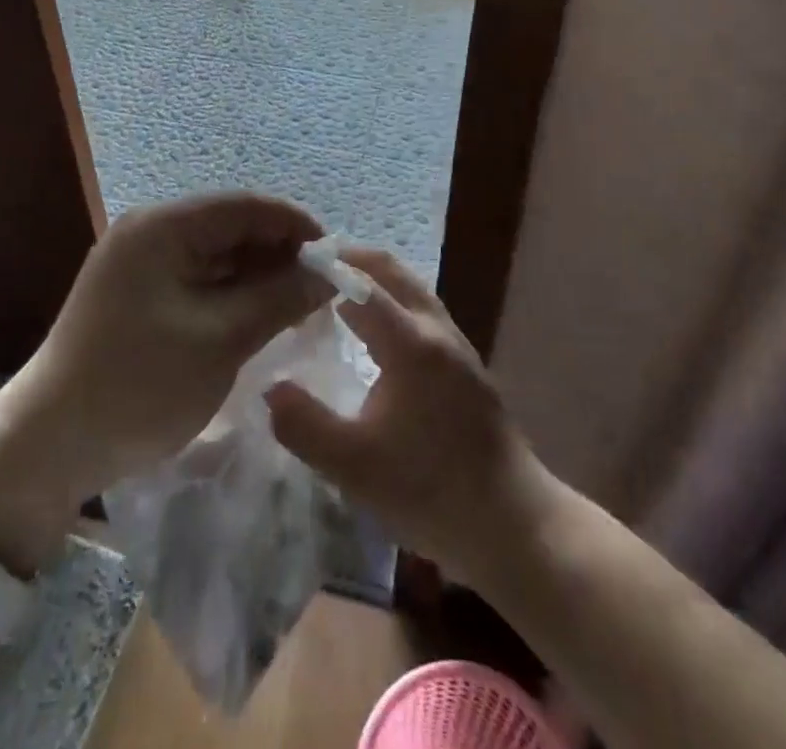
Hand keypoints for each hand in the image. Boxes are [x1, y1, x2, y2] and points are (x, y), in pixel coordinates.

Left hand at [0, 192, 328, 573]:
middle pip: (232, 227)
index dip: (295, 225)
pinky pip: (199, 279)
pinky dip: (233, 294)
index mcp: (163, 227)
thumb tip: (329, 274)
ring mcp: (142, 263)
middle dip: (280, 253)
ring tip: (302, 307)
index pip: (245, 205)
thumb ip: (278, 298)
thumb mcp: (219, 340)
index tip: (337, 258)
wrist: (50, 444)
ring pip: (218, 255)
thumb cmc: (139, 384)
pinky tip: (262, 317)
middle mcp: (151, 232)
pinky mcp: (140, 293)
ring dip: (259, 276)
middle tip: (324, 290)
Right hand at [265, 248, 545, 583]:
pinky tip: (374, 332)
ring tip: (335, 290)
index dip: (328, 266)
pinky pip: (421, 311)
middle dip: (353, 259)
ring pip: (411, 289)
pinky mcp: (465, 366)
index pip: (363, 283)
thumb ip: (305, 426)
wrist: (516, 525)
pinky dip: (391, 300)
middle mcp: (436, 330)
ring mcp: (456, 345)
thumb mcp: (354, 468)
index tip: (293, 259)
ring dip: (375, 278)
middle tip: (313, 263)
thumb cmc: (432, 491)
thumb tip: (269, 388)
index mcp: (411, 343)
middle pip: (393, 271)